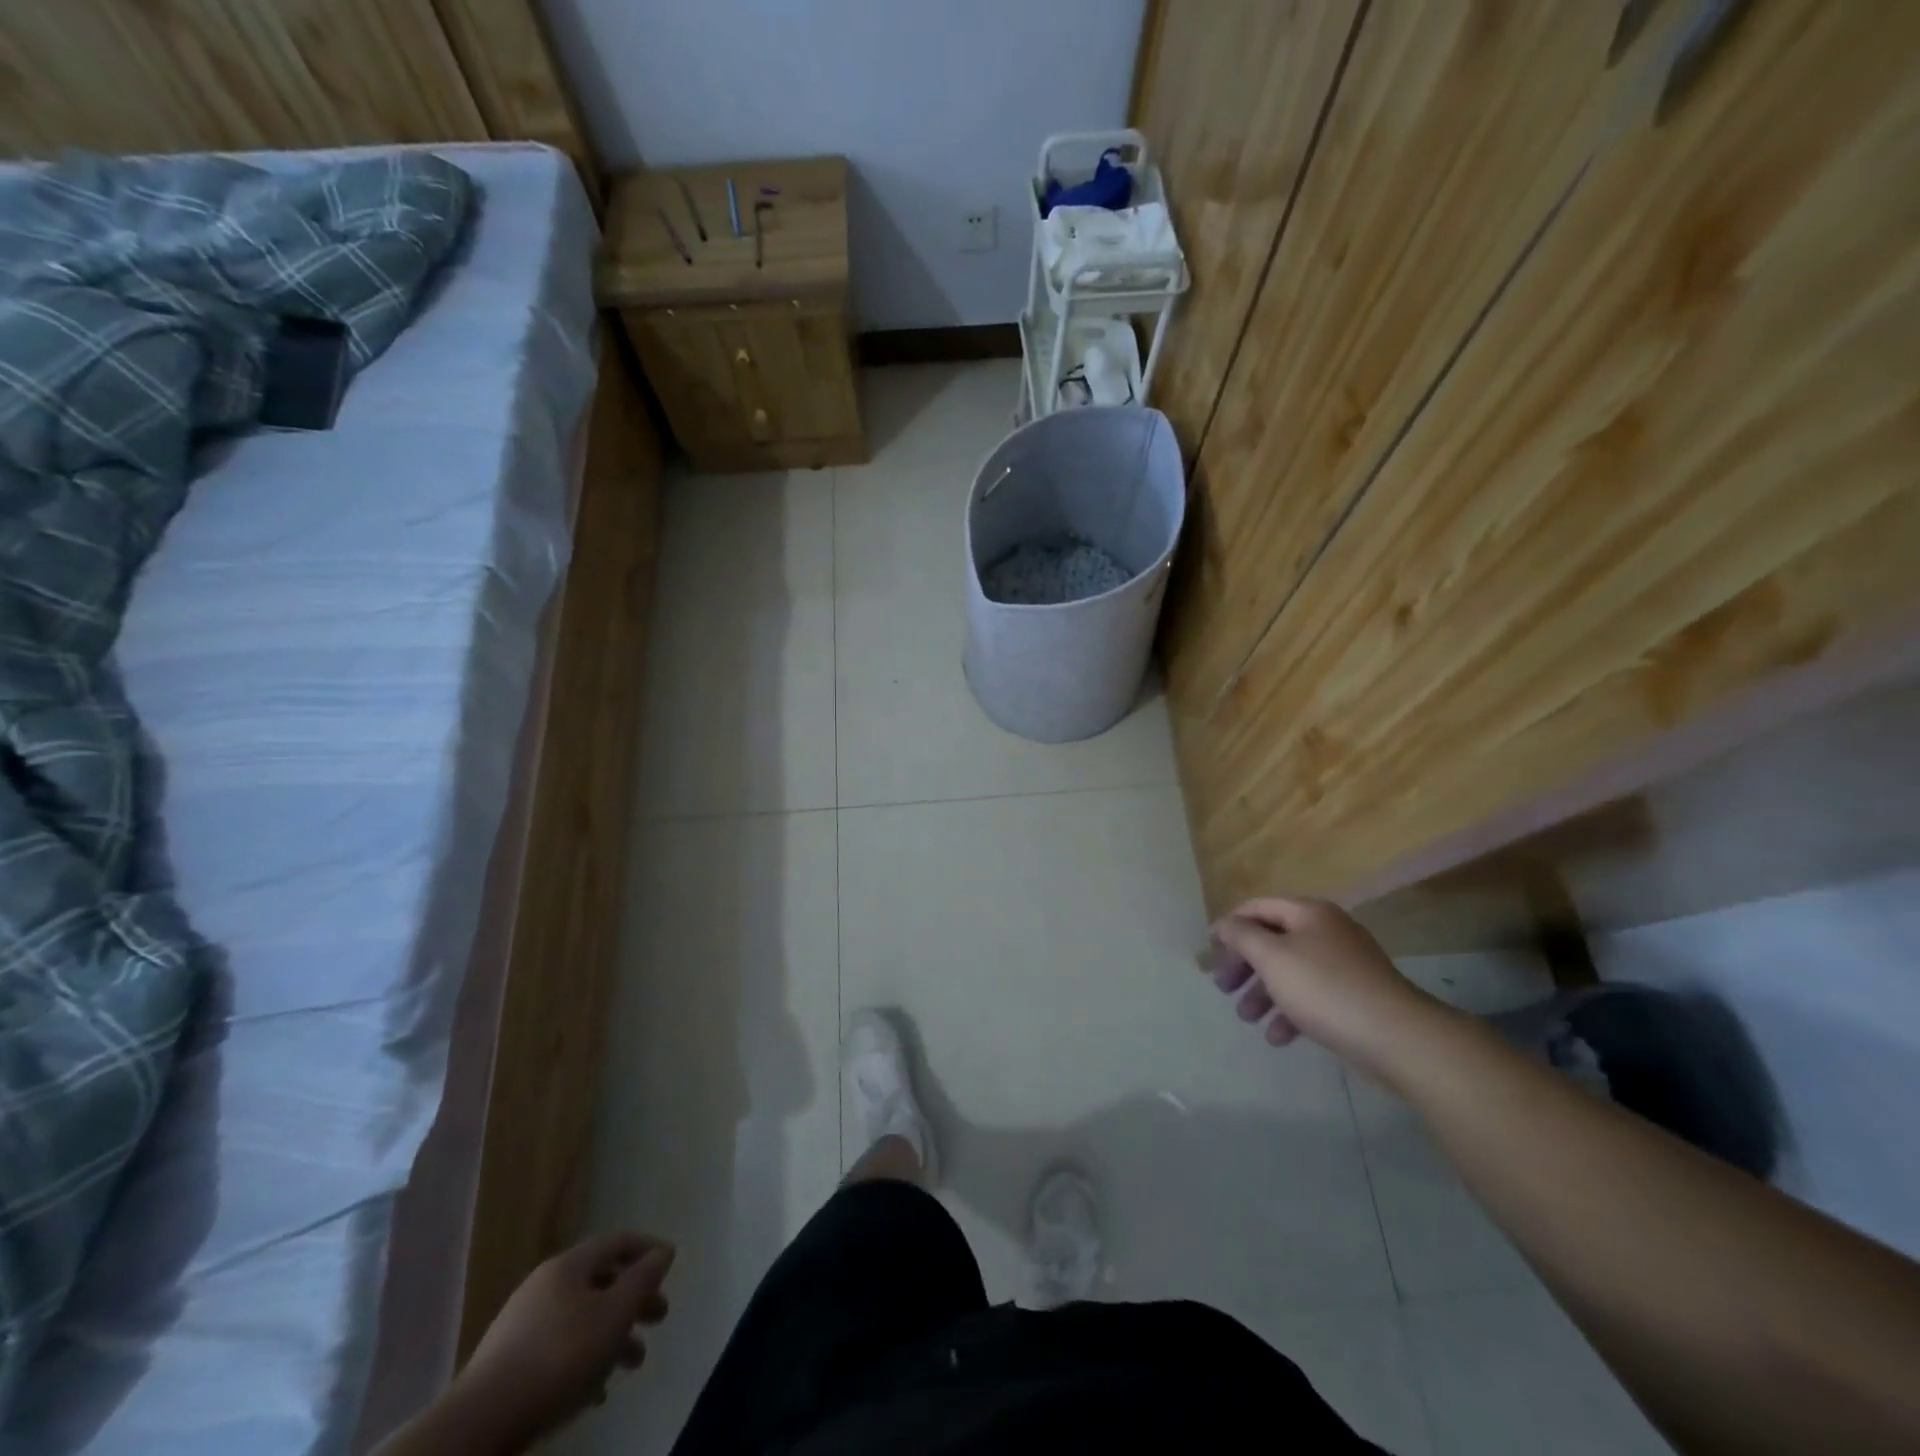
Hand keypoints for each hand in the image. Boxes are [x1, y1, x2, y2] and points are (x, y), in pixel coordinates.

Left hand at [451, 1230, 674, 1448]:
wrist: (478, 1424)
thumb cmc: (558, 1358)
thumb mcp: (613, 1315)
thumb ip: (643, 1280)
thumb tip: (663, 1251)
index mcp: (569, 1265)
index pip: (617, 1240)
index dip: (648, 1247)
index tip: (670, 1263)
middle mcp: (545, 1284)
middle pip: (601, 1280)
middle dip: (634, 1298)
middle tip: (659, 1317)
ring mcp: (522, 1323)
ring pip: (581, 1317)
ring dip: (612, 1334)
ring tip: (633, 1363)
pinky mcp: (508, 1362)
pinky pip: (559, 1347)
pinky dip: (584, 1358)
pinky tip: (595, 1389)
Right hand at [1201, 896, 1445, 1077]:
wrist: (1398, 1037)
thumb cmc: (1325, 988)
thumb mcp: (1272, 957)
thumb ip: (1241, 936)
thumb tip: (1224, 923)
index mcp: (1309, 913)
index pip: (1257, 908)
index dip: (1229, 926)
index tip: (1210, 952)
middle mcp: (1327, 931)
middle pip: (1273, 940)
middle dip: (1244, 965)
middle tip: (1223, 988)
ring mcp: (1345, 965)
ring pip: (1291, 971)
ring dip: (1263, 992)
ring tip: (1246, 1018)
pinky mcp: (1355, 997)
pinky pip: (1312, 997)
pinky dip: (1290, 1012)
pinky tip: (1277, 1037)